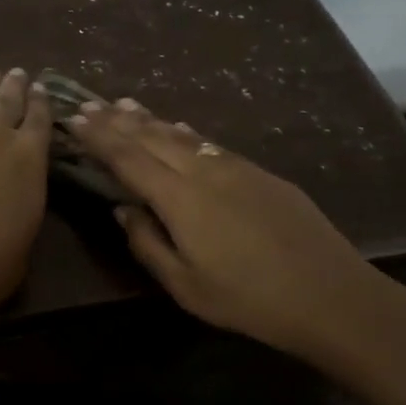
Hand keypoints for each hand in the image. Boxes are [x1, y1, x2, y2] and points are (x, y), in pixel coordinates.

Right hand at [71, 100, 400, 360]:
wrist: (330, 294)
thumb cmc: (248, 300)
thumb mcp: (186, 285)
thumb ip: (148, 243)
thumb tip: (124, 208)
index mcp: (180, 199)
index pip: (129, 158)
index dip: (100, 138)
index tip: (76, 120)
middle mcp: (205, 171)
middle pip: (154, 138)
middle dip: (119, 121)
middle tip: (92, 104)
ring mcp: (237, 168)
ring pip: (185, 135)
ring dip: (152, 120)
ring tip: (126, 105)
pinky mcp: (262, 174)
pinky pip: (213, 144)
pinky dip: (189, 133)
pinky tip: (183, 128)